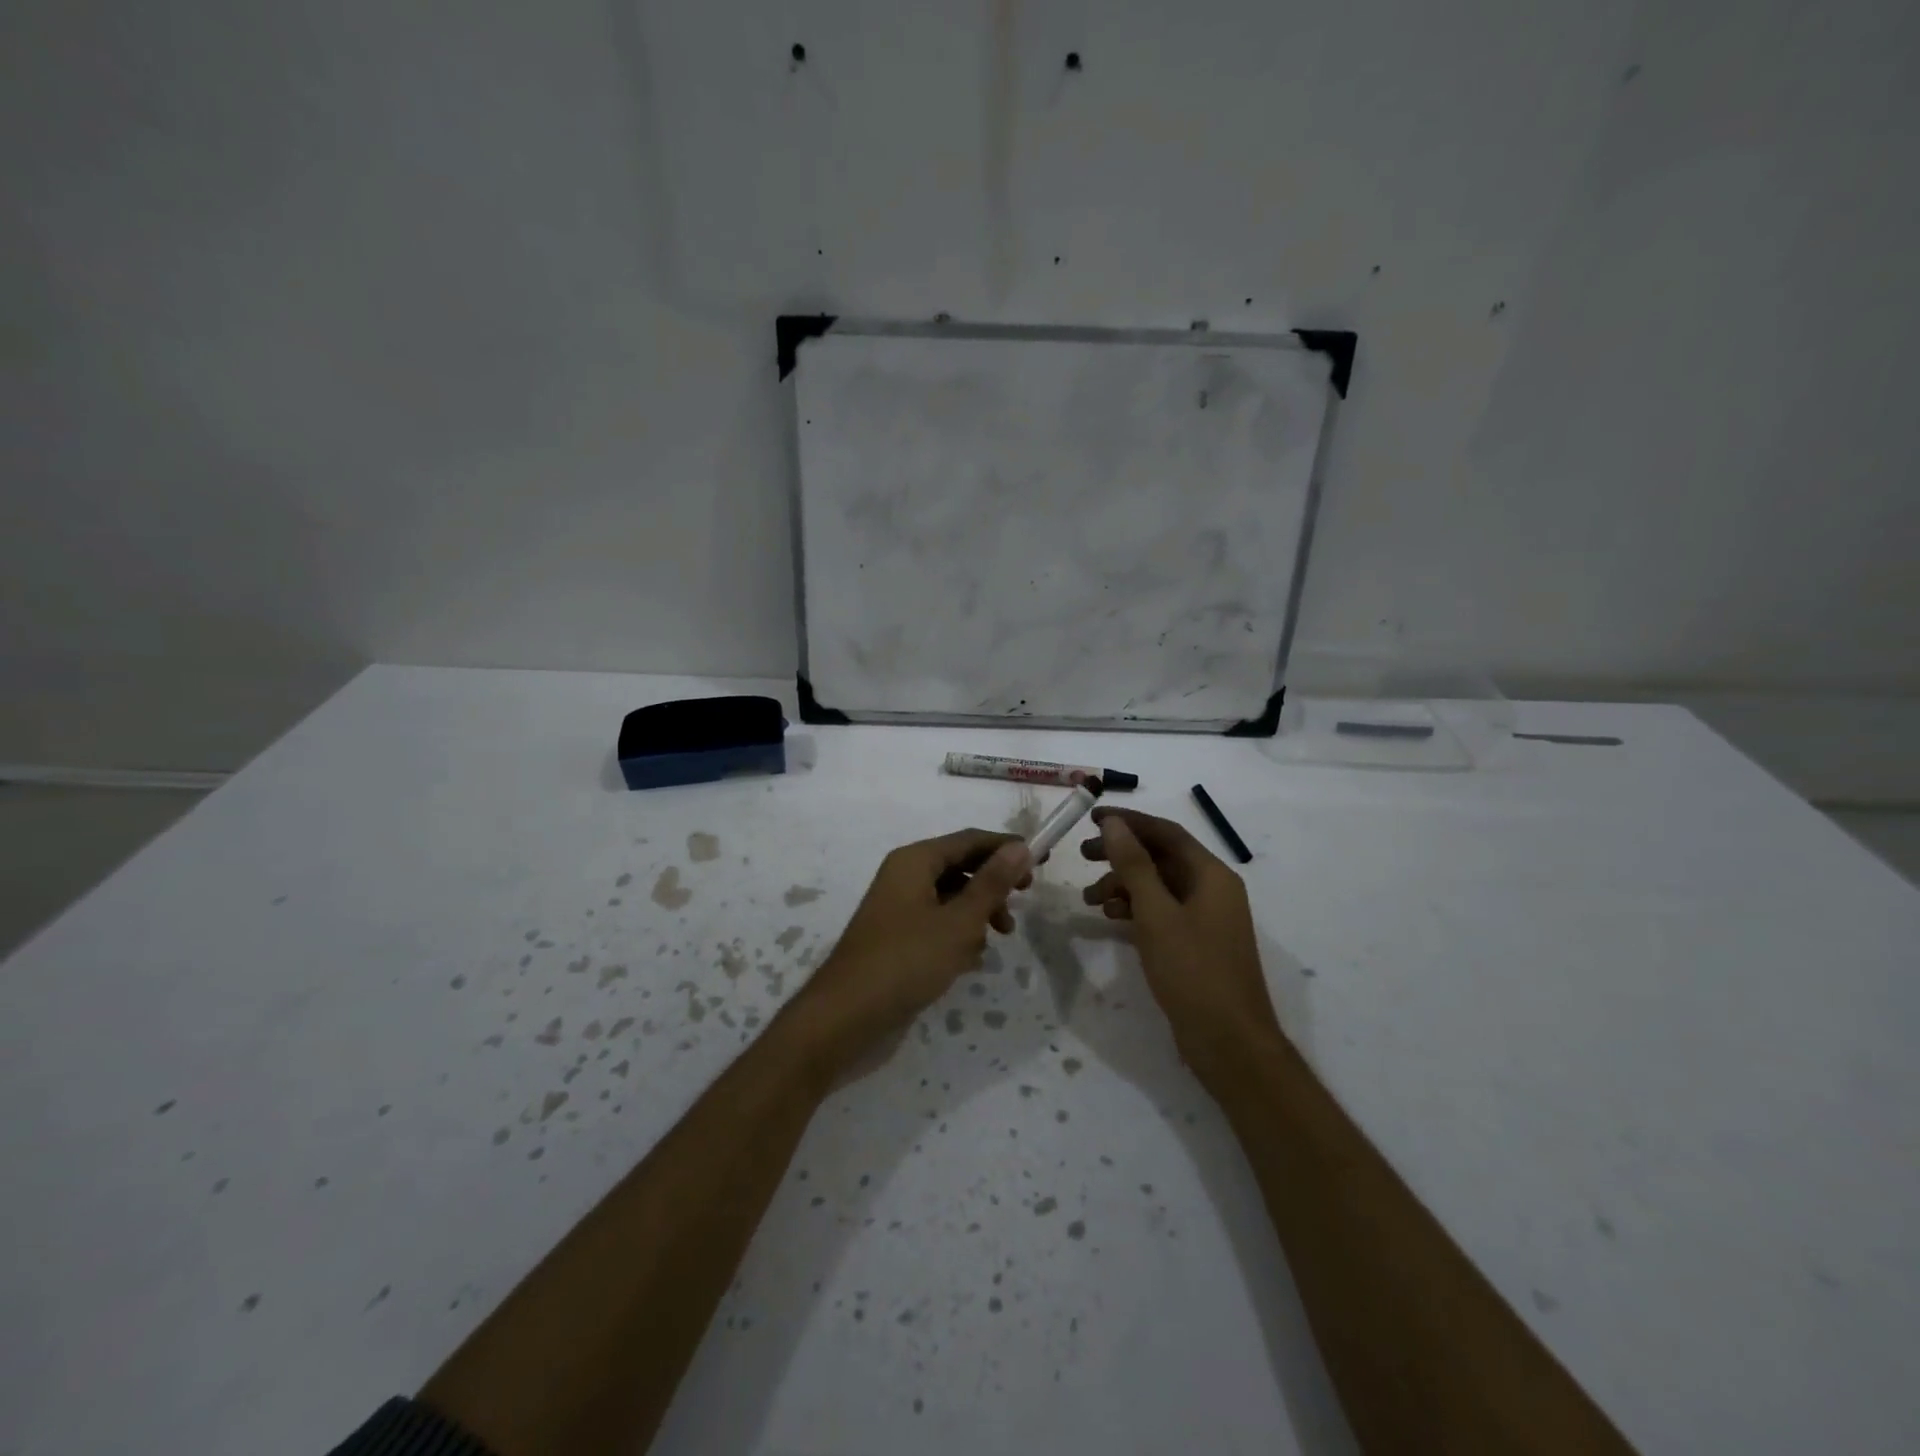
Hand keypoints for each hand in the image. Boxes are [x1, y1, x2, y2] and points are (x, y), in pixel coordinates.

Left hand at [791, 829, 1031, 1071]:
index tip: (1042, 864)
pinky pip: (937, 924)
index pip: (970, 840)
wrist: (846, 1018)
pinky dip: (958, 935)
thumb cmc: (906, 961)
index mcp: (915, 861)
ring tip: (997, 939)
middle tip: (1021, 905)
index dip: (1006, 848)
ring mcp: (899, 909)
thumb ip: (991, 884)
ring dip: (978, 914)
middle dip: (993, 885)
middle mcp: (904, 877)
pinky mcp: (898, 939)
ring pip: (951, 898)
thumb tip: (1021, 847)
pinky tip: (971, 962)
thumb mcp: (959, 922)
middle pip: (960, 867)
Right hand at [1080, 807, 1281, 1079]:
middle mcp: (1212, 889)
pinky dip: (1136, 910)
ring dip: (1124, 885)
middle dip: (1121, 854)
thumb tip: (1114, 823)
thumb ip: (1134, 866)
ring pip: (1158, 886)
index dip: (1129, 821)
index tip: (1091, 818)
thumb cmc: (1194, 972)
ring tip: (1090, 899)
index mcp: (1211, 875)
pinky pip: (1162, 912)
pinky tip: (1111, 919)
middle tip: (1082, 856)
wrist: (1230, 1043)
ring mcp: (1206, 918)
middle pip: (1161, 857)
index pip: (1166, 832)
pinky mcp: (1196, 943)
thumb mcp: (1156, 914)